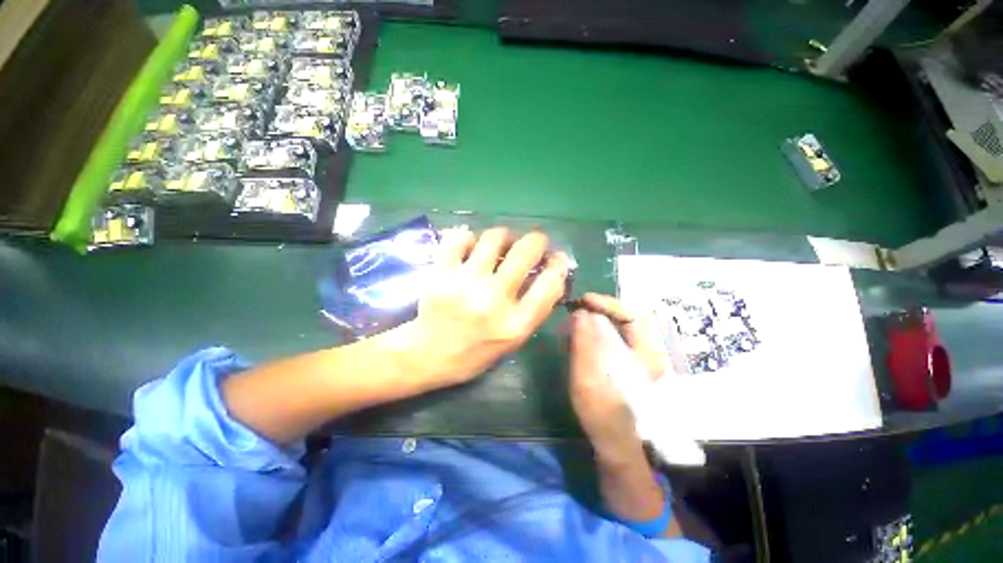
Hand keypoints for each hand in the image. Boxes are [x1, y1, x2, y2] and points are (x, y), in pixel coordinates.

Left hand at [392, 227, 570, 389]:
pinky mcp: (441, 273)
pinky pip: (459, 239)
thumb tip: (548, 274)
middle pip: (525, 252)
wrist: (428, 355)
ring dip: (504, 236)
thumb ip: (532, 310)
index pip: (550, 284)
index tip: (556, 258)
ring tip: (502, 242)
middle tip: (533, 242)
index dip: (558, 264)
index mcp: (515, 323)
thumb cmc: (475, 352)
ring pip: (493, 238)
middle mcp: (494, 300)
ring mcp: (466, 283)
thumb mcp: (512, 340)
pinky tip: (471, 245)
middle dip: (536, 240)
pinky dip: (469, 237)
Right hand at [569, 293, 664, 461]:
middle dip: (599, 311)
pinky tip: (579, 339)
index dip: (607, 303)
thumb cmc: (604, 414)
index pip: (633, 315)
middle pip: (625, 320)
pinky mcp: (625, 365)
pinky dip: (594, 334)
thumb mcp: (591, 377)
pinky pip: (610, 340)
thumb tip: (581, 313)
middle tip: (576, 310)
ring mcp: (636, 359)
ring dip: (595, 322)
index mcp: (647, 354)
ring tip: (574, 323)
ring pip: (617, 329)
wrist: (615, 445)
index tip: (583, 301)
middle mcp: (646, 353)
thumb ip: (586, 343)